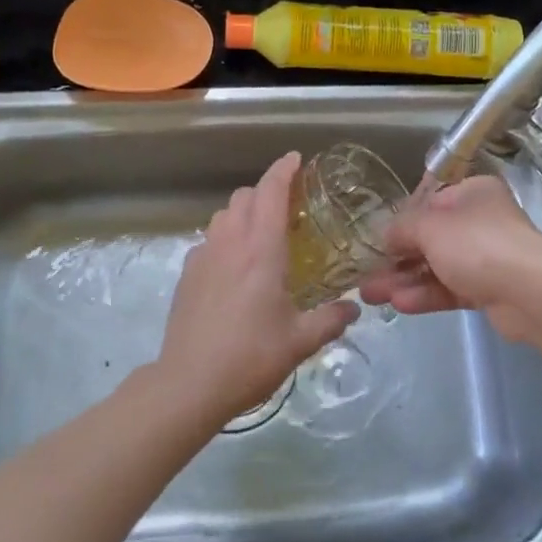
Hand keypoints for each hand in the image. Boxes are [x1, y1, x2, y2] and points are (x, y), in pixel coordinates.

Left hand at [157, 152, 358, 424]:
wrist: (189, 383)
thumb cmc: (251, 357)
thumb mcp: (300, 341)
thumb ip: (331, 319)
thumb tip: (354, 307)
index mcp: (261, 251)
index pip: (271, 193)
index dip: (283, 170)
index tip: (296, 159)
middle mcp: (230, 243)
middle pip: (244, 196)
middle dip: (265, 192)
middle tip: (287, 209)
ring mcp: (203, 256)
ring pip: (222, 215)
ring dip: (242, 213)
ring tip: (260, 236)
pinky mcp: (187, 274)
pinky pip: (208, 240)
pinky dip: (224, 239)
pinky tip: (234, 268)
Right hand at [358, 176, 541, 341]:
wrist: (532, 292)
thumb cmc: (478, 244)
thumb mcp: (430, 227)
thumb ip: (403, 229)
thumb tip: (385, 236)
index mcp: (472, 193)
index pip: (429, 203)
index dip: (401, 221)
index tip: (377, 240)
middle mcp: (481, 221)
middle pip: (431, 238)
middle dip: (397, 257)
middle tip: (365, 274)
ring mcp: (487, 257)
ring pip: (437, 266)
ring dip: (404, 280)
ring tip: (370, 295)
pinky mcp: (489, 290)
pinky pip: (450, 289)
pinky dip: (426, 295)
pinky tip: (399, 304)